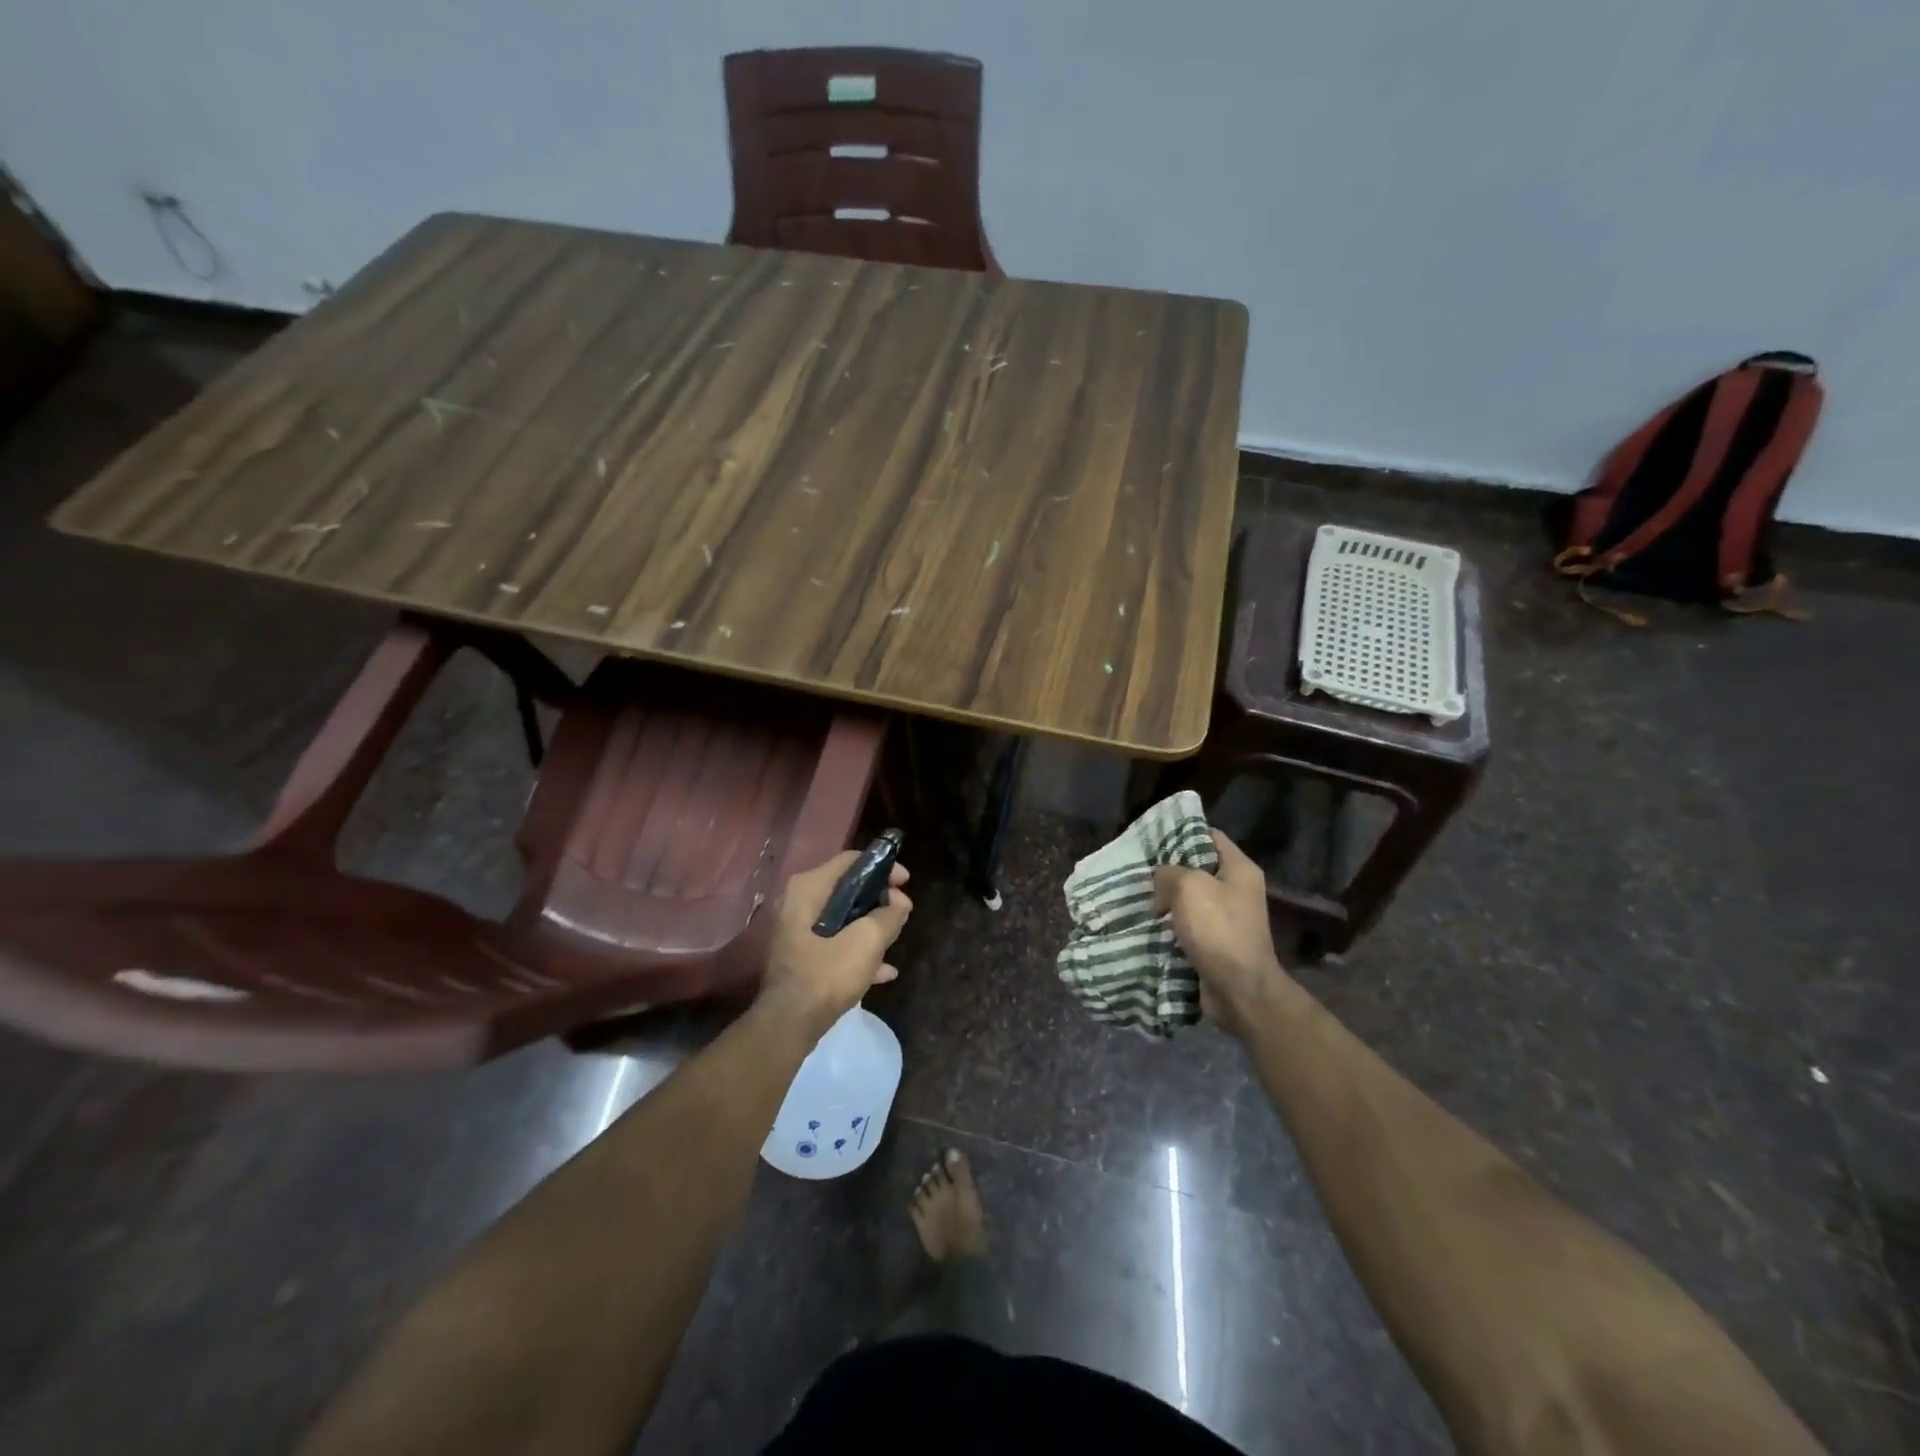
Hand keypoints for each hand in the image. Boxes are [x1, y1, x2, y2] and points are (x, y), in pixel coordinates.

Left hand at [757, 851, 911, 1038]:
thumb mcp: (867, 942)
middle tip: (902, 912)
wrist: (788, 1025)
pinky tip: (884, 970)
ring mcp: (797, 931)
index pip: (851, 861)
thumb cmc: (826, 974)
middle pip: (847, 889)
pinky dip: (857, 949)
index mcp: (808, 888)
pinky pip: (835, 942)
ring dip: (870, 926)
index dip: (883, 867)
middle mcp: (798, 902)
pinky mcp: (801, 955)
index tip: (906, 883)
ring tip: (895, 938)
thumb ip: (889, 915)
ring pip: (843, 917)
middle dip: (878, 900)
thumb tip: (899, 902)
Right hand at [1153, 829, 1282, 1037]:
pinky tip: (1147, 924)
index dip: (1181, 833)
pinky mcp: (1216, 943)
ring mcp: (1227, 918)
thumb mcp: (1189, 887)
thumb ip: (1169, 873)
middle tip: (1138, 870)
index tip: (1152, 838)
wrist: (1239, 990)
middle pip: (1197, 868)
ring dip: (1165, 900)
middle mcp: (1236, 890)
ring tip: (1137, 897)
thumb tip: (1161, 881)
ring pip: (1189, 899)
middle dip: (1168, 870)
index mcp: (1239, 869)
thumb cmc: (1219, 930)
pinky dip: (1170, 925)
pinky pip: (1188, 925)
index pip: (1209, 836)